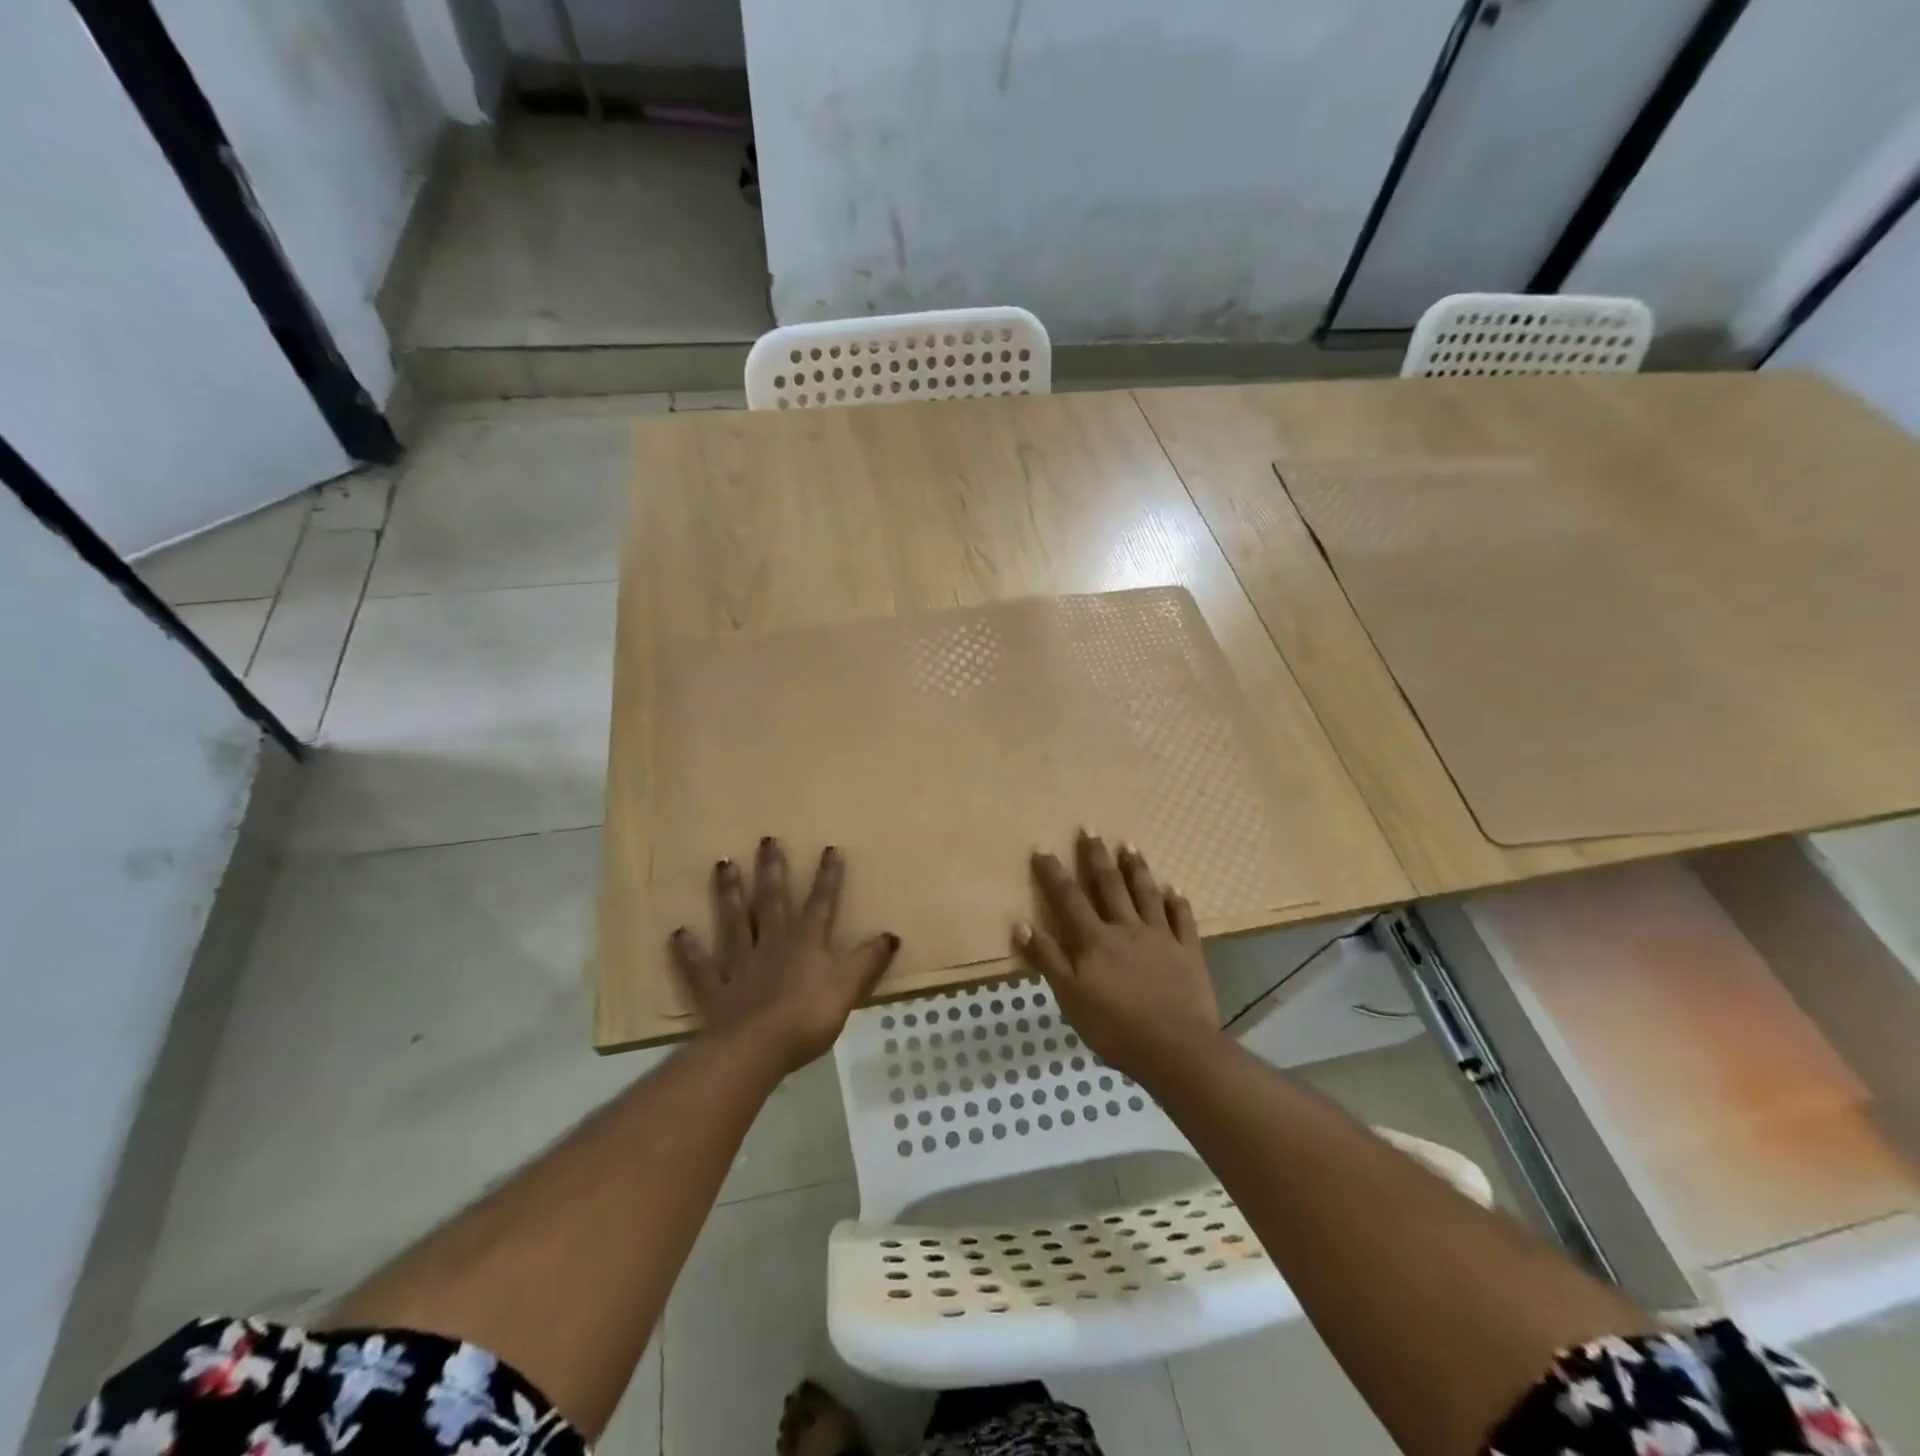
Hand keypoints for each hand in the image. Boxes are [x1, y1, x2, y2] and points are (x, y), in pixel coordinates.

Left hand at [670, 839, 899, 1075]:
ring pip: (734, 921)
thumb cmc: (809, 1016)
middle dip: (772, 870)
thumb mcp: (848, 987)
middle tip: (766, 840)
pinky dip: (689, 951)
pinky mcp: (715, 989)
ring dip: (729, 893)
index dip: (827, 877)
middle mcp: (772, 944)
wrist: (758, 1047)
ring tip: (723, 864)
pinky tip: (678, 933)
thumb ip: (867, 961)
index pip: (821, 904)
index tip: (829, 848)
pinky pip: (700, 967)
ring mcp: (740, 964)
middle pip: (772, 901)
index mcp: (806, 943)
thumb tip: (891, 935)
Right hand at [1012, 830, 1223, 1078]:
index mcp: (1094, 940)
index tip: (1043, 850)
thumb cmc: (1114, 1028)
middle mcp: (1126, 928)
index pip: (1069, 899)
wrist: (1175, 1049)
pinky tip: (1175, 890)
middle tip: (1090, 830)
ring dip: (1137, 869)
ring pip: (1146, 894)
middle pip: (1109, 886)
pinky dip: (1178, 902)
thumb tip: (1021, 924)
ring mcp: (1160, 937)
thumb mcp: (1069, 997)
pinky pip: (1183, 920)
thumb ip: (1048, 959)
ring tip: (1130, 846)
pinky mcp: (1188, 952)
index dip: (1054, 874)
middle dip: (1096, 857)